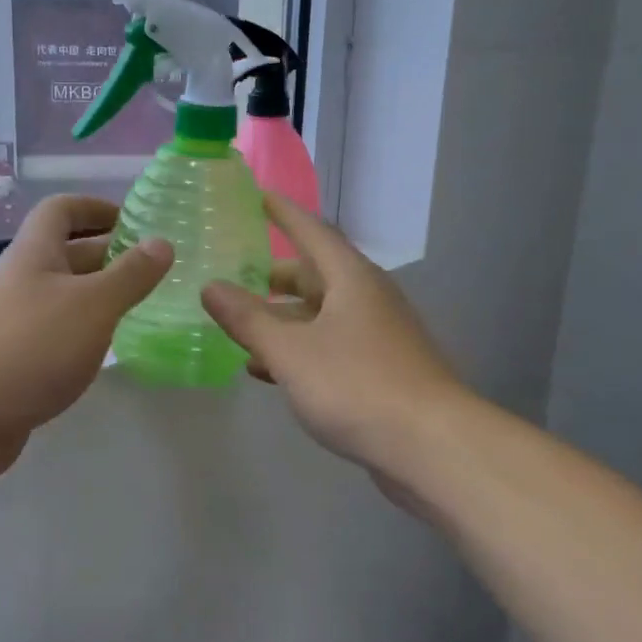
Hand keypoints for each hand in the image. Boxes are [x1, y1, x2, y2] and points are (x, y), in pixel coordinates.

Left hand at [0, 194, 171, 446]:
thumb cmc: (31, 346)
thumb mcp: (93, 305)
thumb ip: (130, 275)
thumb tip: (162, 242)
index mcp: (35, 254)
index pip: (61, 210)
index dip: (96, 207)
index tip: (135, 222)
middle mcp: (22, 281)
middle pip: (67, 253)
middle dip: (109, 255)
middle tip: (155, 269)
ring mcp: (15, 323)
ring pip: (64, 297)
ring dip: (100, 296)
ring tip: (144, 307)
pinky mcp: (15, 361)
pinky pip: (56, 333)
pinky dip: (85, 333)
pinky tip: (109, 349)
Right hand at [201, 194, 463, 472]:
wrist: (431, 447)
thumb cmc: (357, 385)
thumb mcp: (290, 351)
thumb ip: (248, 319)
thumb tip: (211, 286)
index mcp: (351, 279)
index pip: (312, 231)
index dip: (284, 212)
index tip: (258, 195)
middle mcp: (368, 298)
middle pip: (316, 275)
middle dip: (274, 276)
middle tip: (234, 274)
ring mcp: (378, 335)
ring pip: (321, 314)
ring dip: (282, 318)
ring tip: (240, 325)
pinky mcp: (381, 370)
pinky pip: (330, 346)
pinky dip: (299, 350)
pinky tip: (267, 369)